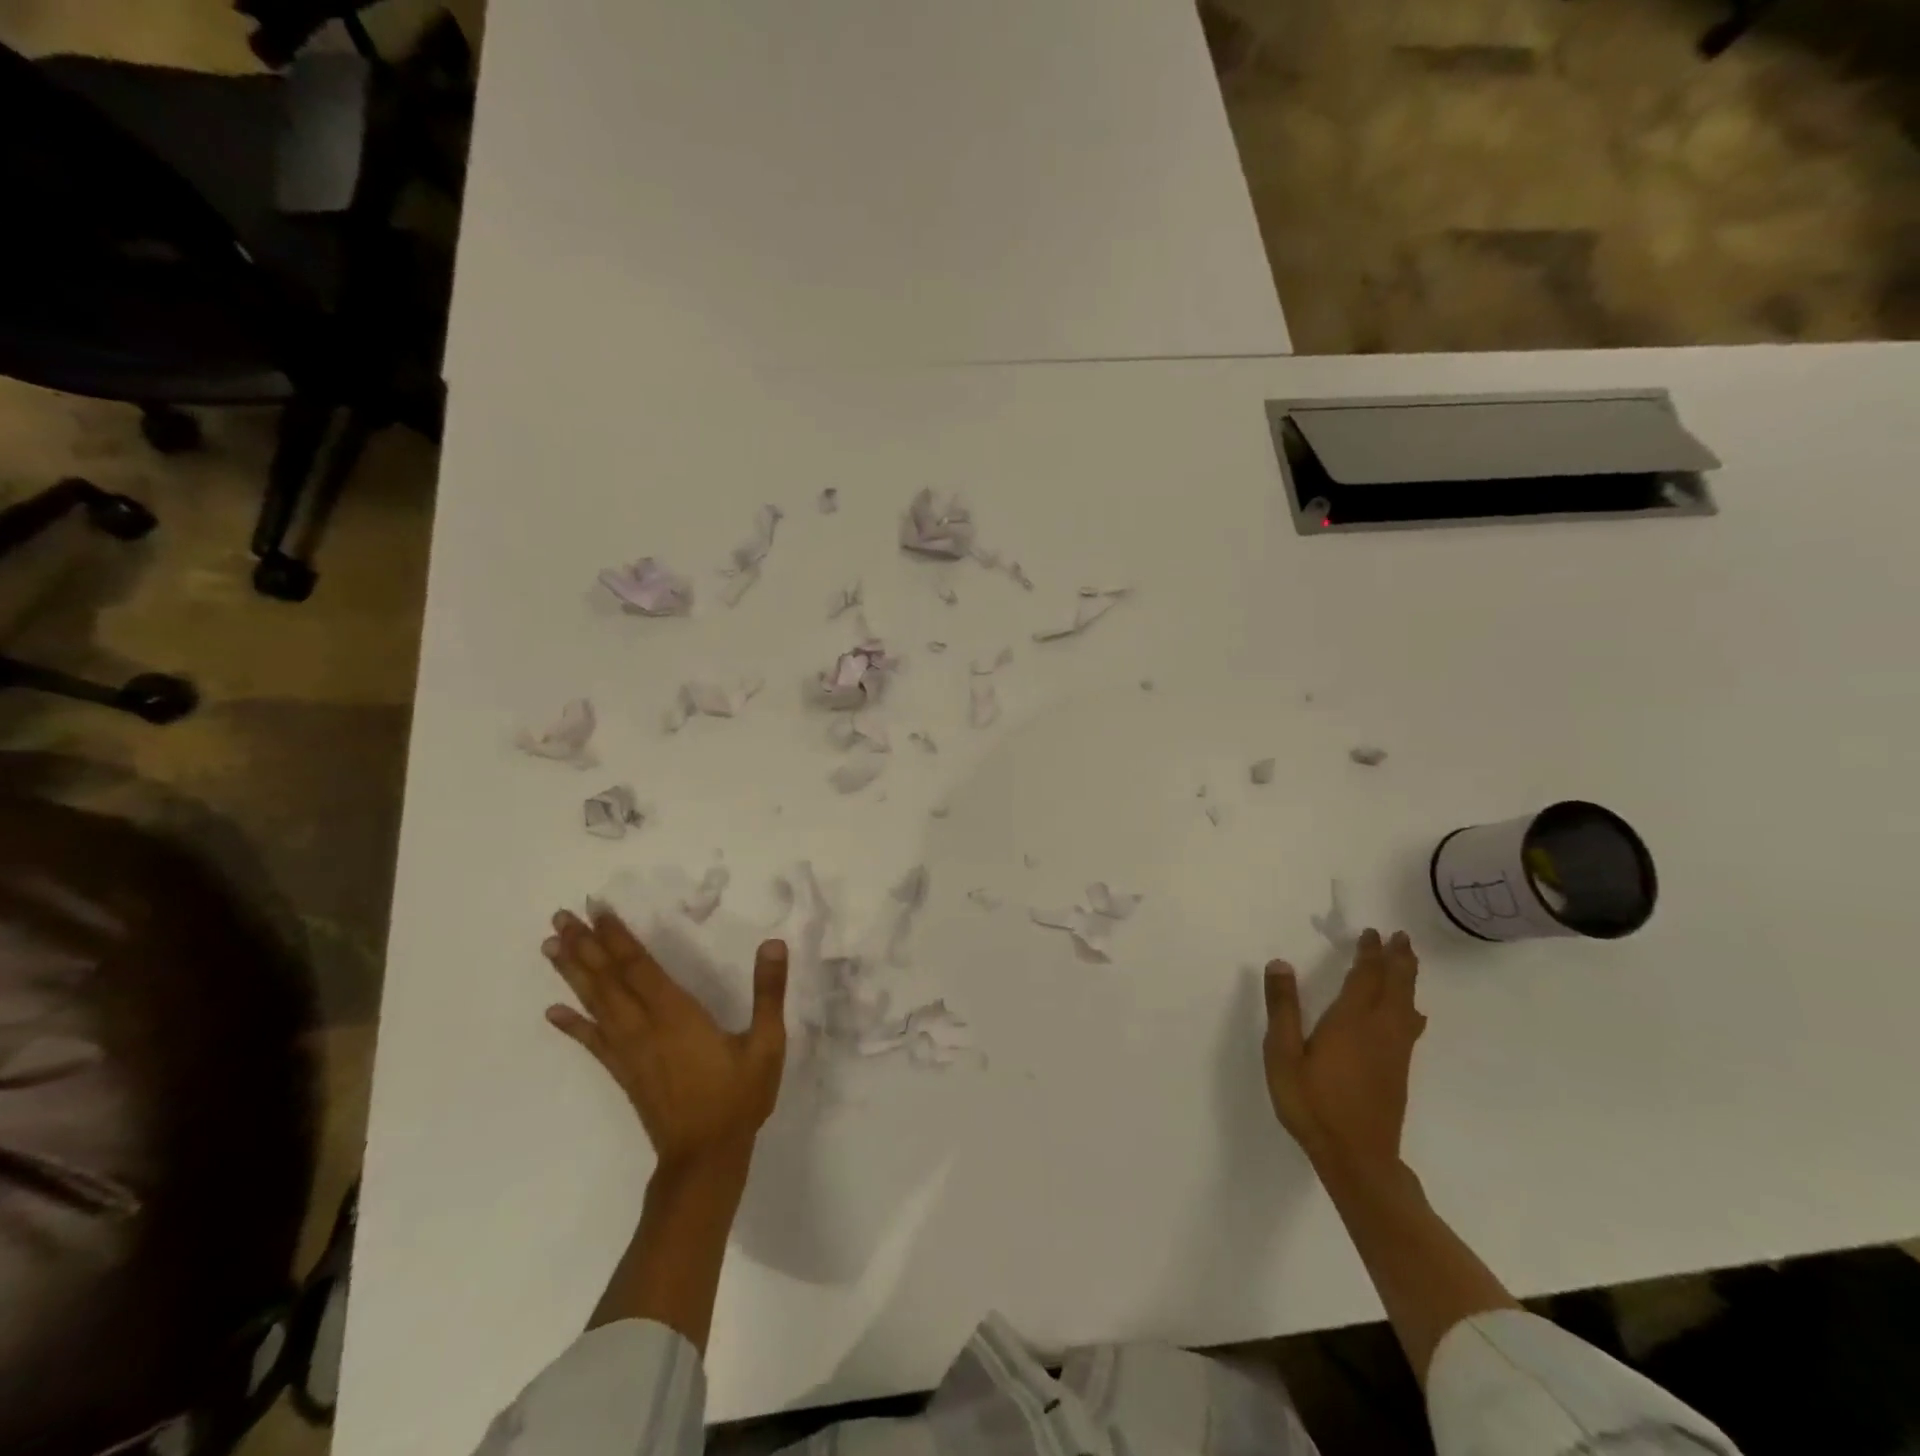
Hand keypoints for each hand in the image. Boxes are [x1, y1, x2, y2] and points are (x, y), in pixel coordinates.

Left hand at [542, 907, 787, 1171]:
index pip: (639, 967)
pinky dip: (571, 1025)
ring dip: (573, 973)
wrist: (705, 1157)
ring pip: (595, 1003)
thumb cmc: (738, 1097)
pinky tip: (552, 1011)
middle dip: (585, 946)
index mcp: (676, 1015)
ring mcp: (628, 1051)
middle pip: (608, 979)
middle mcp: (644, 1027)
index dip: (617, 937)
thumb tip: (773, 944)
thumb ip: (769, 993)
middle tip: (561, 916)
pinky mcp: (623, 1071)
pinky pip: (592, 1042)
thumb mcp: (767, 1043)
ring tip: (550, 946)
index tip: (597, 909)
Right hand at [1263, 929, 1425, 1172]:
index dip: (1370, 953)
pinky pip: (1410, 1025)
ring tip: (1408, 963)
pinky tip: (1411, 1014)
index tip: (1372, 933)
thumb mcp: (1283, 1055)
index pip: (1366, 977)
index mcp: (1351, 1021)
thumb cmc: (1312, 1103)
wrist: (1357, 1158)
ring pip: (1408, 1006)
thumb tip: (1280, 964)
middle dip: (1398, 960)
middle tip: (1401, 937)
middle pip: (1396, 987)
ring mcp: (1394, 1053)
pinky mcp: (1398, 1071)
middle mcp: (1380, 1030)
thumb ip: (1283, 1008)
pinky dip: (1410, 1007)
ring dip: (1408, 980)